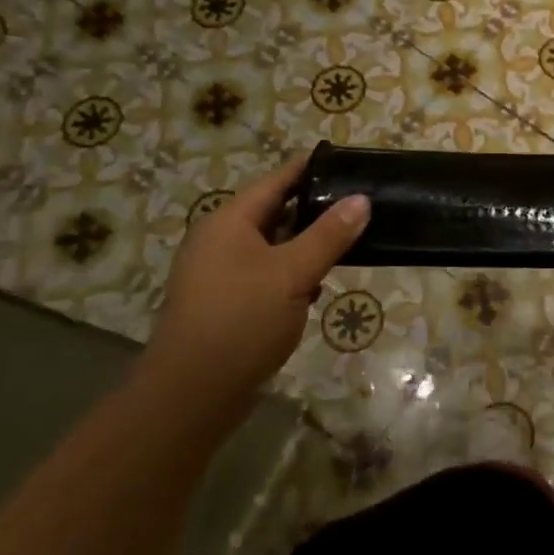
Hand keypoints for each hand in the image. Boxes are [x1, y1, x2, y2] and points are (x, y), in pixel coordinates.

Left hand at [148, 153, 368, 389]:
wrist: (192, 393)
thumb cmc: (242, 320)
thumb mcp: (293, 273)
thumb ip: (329, 234)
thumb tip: (361, 199)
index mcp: (229, 221)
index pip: (276, 181)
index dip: (310, 168)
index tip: (346, 161)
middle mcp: (220, 240)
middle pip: (274, 211)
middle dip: (315, 208)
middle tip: (360, 202)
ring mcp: (220, 273)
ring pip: (272, 245)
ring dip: (306, 244)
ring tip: (350, 240)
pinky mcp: (227, 302)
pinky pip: (266, 272)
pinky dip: (293, 272)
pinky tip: (319, 284)